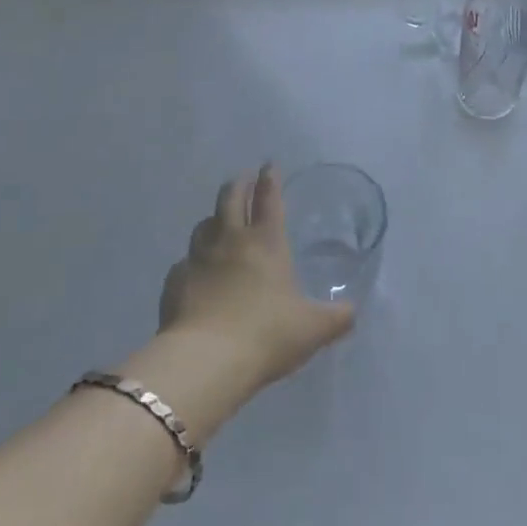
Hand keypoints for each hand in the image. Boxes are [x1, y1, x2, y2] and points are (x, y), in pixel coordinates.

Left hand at [159, 166, 353, 391]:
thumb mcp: (313, 329)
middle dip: (239, 184)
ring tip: (219, 222)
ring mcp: (198, 258)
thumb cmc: (266, 335)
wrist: (206, 360)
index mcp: (266, 242)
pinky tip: (196, 273)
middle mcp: (230, 240)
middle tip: (243, 179)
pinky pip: (185, 262)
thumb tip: (352, 312)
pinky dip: (193, 261)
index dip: (270, 179)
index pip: (268, 198)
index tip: (270, 165)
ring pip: (203, 224)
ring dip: (214, 219)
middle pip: (230, 197)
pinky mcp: (175, 281)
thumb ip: (336, 318)